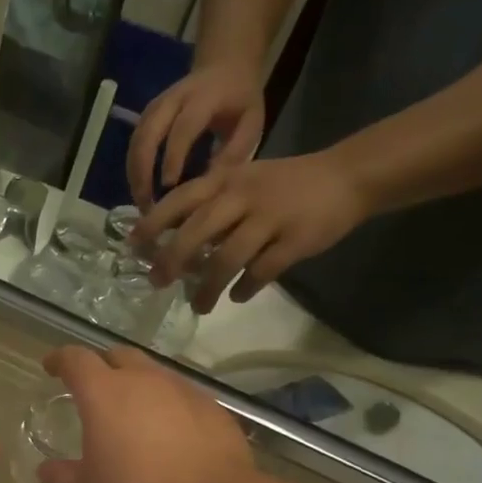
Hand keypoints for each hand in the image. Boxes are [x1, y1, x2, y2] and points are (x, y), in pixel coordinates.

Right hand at [36, 346, 253, 482]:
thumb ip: (62, 477)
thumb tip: (47, 469)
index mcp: (104, 394)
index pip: (76, 360)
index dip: (60, 360)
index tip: (51, 367)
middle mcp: (144, 381)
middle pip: (118, 356)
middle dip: (101, 366)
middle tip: (93, 390)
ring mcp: (184, 391)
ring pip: (154, 374)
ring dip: (138, 386)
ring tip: (133, 415)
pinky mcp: (214, 410)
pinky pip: (183, 397)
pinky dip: (169, 407)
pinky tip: (170, 435)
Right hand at [127, 62, 265, 210]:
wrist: (225, 66)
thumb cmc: (240, 100)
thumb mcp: (252, 122)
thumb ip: (235, 151)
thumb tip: (209, 183)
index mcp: (204, 97)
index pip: (183, 128)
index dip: (174, 157)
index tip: (170, 188)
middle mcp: (173, 98)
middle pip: (148, 134)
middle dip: (143, 171)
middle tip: (146, 204)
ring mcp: (155, 105)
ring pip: (136, 141)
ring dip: (134, 174)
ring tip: (141, 202)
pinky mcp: (146, 115)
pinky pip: (134, 144)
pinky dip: (134, 169)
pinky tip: (140, 189)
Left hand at [131, 152, 367, 313]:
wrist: (348, 177)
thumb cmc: (284, 185)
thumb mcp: (242, 182)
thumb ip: (210, 207)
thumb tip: (170, 242)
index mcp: (227, 180)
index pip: (180, 199)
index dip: (153, 222)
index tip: (133, 246)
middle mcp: (243, 196)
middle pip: (198, 231)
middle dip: (172, 259)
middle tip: (157, 282)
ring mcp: (270, 218)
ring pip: (227, 258)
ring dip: (207, 287)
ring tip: (199, 305)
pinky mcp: (295, 241)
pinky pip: (262, 272)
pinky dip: (245, 288)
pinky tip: (238, 297)